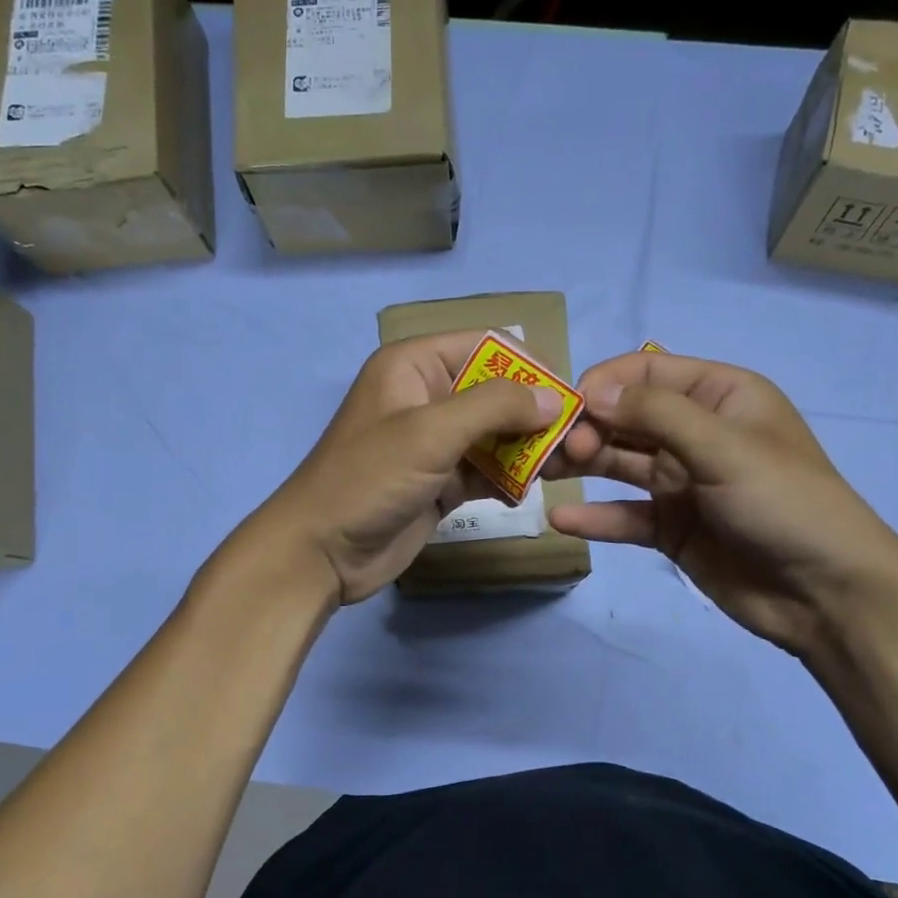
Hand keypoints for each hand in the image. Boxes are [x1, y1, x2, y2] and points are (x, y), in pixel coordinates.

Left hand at [243, 332, 564, 605]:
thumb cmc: (369, 478)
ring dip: (528, 449)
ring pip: (496, 434)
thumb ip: (494, 407)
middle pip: (496, 392)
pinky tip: (528, 492)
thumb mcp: (431, 432)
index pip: (486, 346)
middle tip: (576, 442)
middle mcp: (427, 396)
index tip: (569, 397)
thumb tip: (552, 398)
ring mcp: (434, 443)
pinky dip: (509, 478)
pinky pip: (486, 470)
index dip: (529, 366)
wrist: (321, 551)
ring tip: (564, 468)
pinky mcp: (440, 482)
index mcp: (414, 365)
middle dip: (535, 415)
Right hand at [546, 351, 897, 655]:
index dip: (605, 384)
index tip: (567, 407)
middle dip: (587, 426)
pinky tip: (561, 519)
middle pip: (626, 418)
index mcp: (720, 396)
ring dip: (582, 465)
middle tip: (555, 450)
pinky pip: (625, 515)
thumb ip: (657, 415)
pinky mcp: (672, 528)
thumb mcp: (724, 447)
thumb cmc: (784, 503)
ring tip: (541, 474)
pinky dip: (595, 517)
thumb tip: (593, 392)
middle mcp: (696, 433)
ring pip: (618, 463)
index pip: (647, 372)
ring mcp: (682, 482)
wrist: (827, 594)